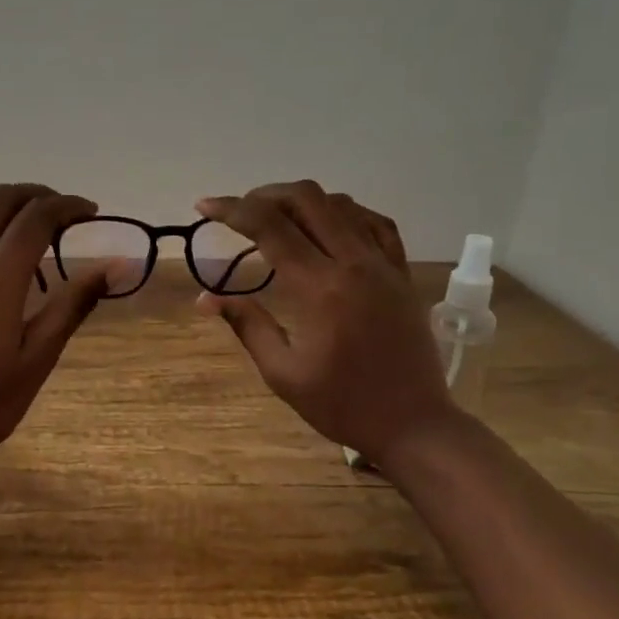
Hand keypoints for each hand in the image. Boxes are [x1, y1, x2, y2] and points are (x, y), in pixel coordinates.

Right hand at [194, 181, 455, 461]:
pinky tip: (329, 224)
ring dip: (302, 200)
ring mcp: (384, 264)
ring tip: (277, 218)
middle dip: (265, 195)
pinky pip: (375, 223)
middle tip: (239, 212)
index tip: (204, 206)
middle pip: (307, 199)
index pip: (270, 227)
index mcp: (320, 288)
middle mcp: (354, 263)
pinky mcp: (401, 273)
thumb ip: (246, 326)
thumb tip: (204, 298)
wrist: (413, 424)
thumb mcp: (283, 373)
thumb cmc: (342, 405)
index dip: (232, 210)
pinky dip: (345, 213)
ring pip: (341, 204)